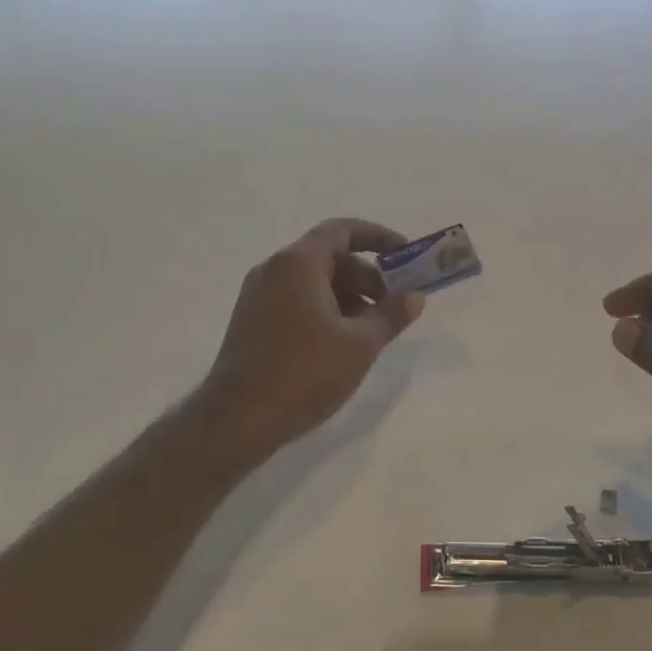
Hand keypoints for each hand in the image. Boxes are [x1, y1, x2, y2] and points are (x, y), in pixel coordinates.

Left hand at [197, 218, 424, 453]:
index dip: (379, 237)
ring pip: (313, 281)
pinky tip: (342, 343)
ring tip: (372, 330)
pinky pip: (296, 299)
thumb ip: (390, 314)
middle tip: (394, 305)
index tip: (406, 255)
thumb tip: (414, 297)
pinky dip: (325, 309)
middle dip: (367, 276)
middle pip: (330, 256)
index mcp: (298, 262)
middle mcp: (274, 269)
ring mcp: (258, 295)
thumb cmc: (304, 372)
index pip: (343, 230)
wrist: (237, 420)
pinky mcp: (252, 320)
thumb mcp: (359, 344)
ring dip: (348, 296)